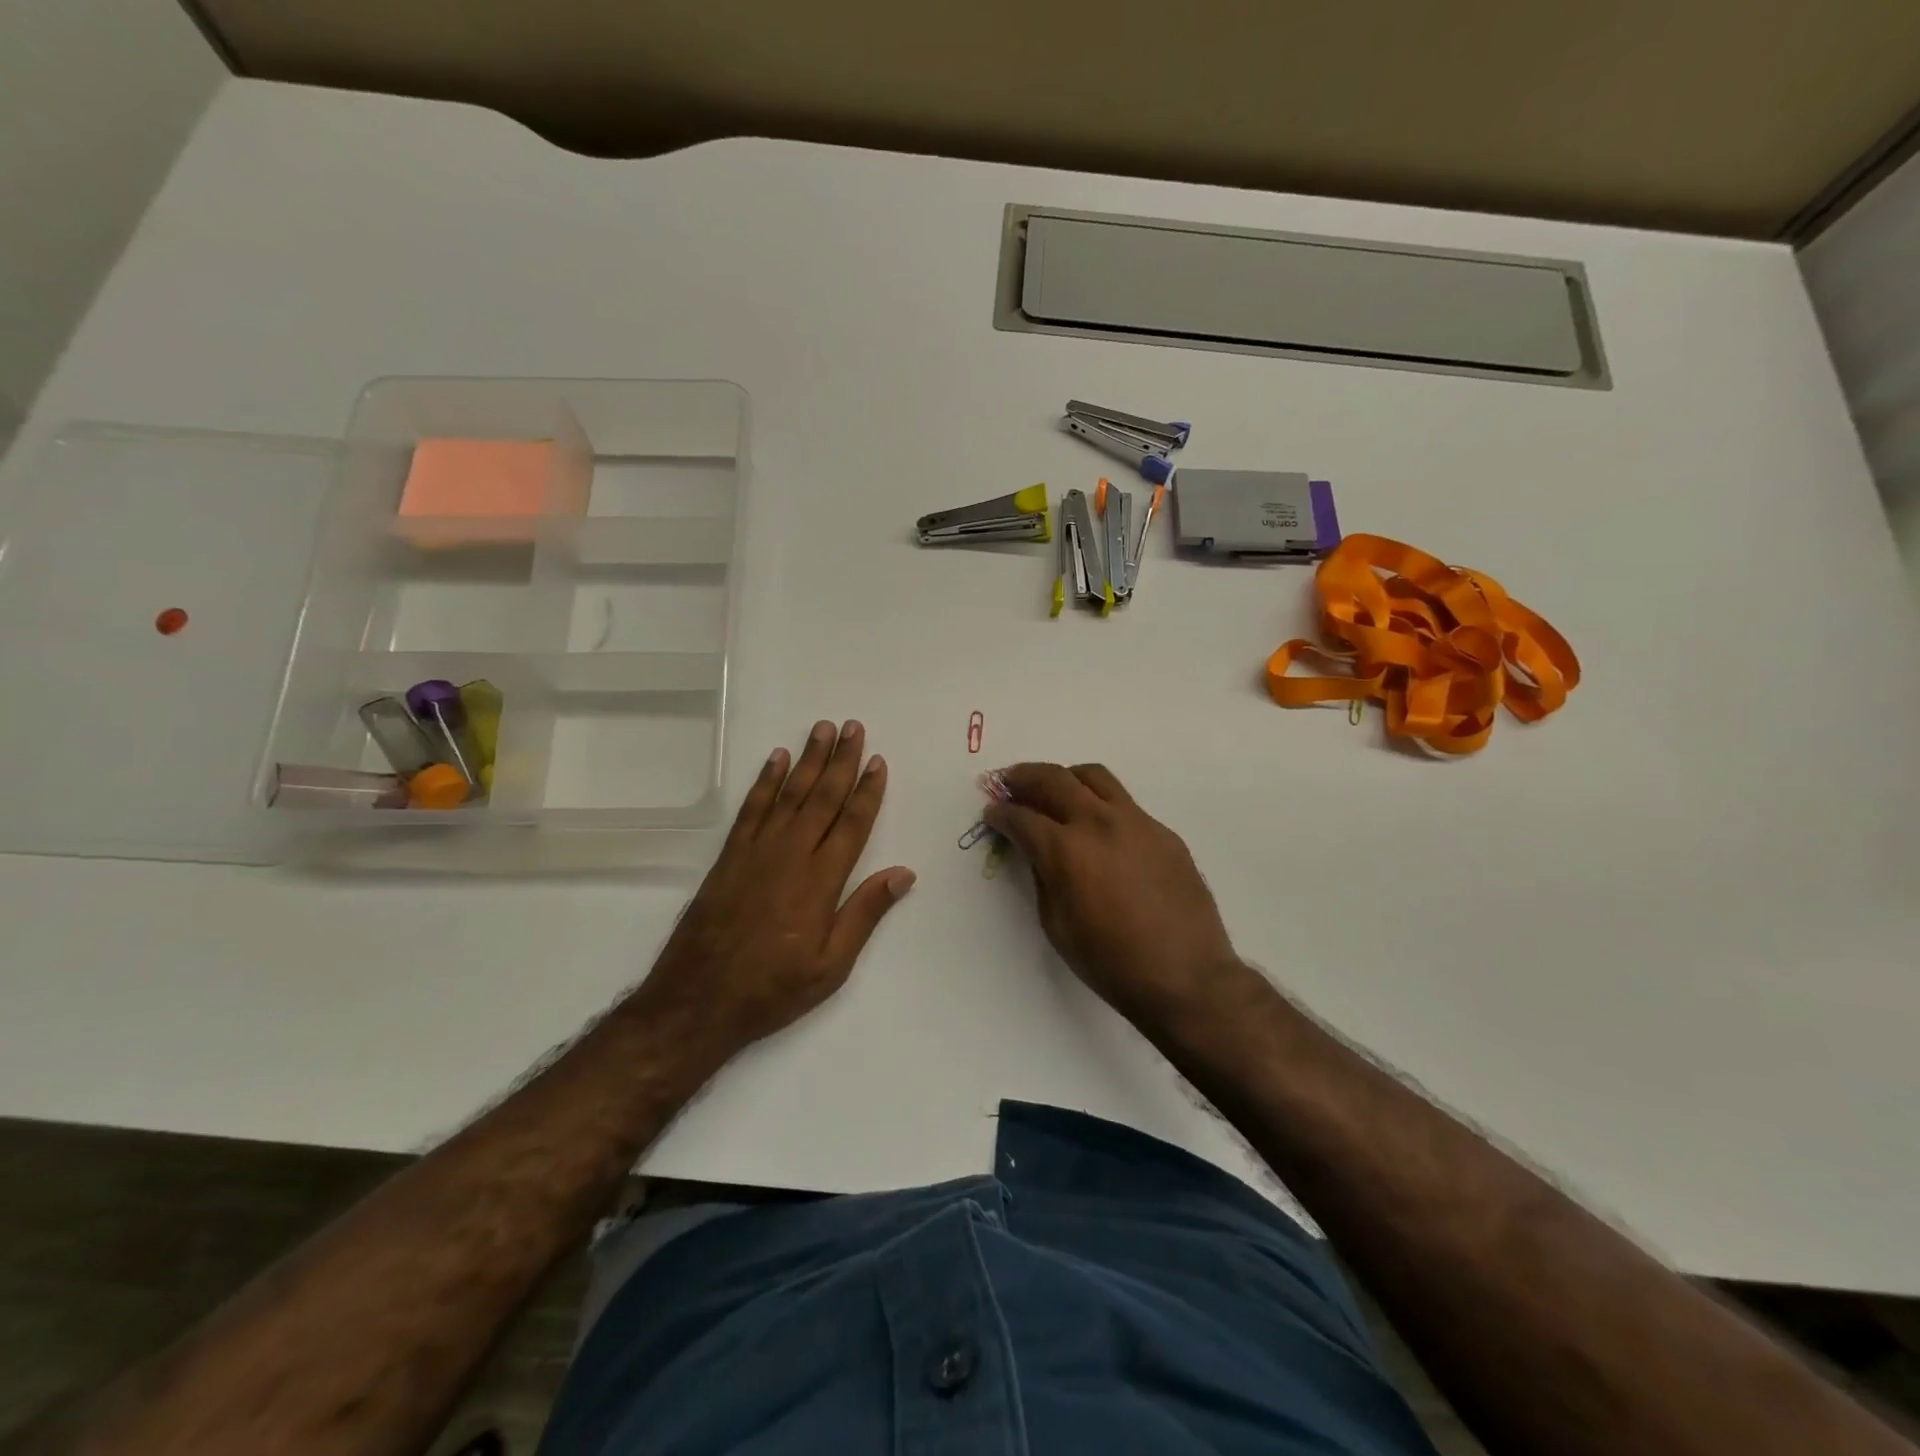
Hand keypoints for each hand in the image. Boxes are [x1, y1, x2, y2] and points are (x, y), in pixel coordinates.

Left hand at [641, 720, 915, 1049]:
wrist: (698, 999)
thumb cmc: (773, 988)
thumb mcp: (832, 965)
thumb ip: (865, 913)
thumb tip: (903, 873)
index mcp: (822, 881)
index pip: (852, 823)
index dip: (868, 791)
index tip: (878, 761)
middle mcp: (791, 855)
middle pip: (823, 797)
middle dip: (841, 761)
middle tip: (853, 727)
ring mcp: (757, 851)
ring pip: (790, 794)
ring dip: (808, 760)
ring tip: (822, 729)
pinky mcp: (730, 856)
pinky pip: (752, 808)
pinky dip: (765, 781)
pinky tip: (776, 759)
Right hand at [985, 763, 1244, 1028]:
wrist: (1185, 976)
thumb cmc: (1110, 962)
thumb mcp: (1056, 925)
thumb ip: (1042, 877)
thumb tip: (1038, 852)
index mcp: (1066, 849)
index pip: (1022, 817)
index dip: (1001, 813)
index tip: (992, 812)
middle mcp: (1099, 822)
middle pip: (1054, 778)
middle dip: (1025, 777)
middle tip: (1011, 783)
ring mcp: (1136, 822)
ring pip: (1094, 777)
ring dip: (1066, 778)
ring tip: (1055, 790)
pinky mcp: (1163, 831)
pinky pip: (1125, 804)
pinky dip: (1101, 804)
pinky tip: (1099, 829)